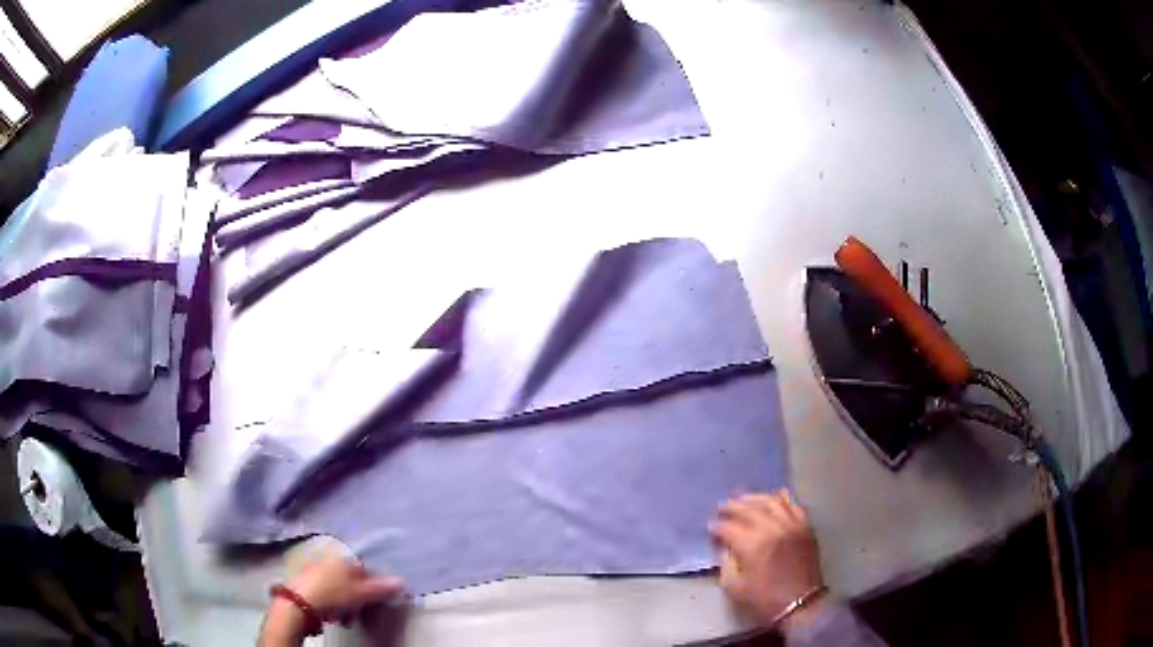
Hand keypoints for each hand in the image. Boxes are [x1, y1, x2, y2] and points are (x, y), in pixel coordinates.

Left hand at [285, 553, 403, 620]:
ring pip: (338, 586)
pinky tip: (333, 615)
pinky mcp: (304, 580)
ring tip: (346, 618)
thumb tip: (401, 581)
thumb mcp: (361, 594)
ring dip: (346, 603)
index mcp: (342, 557)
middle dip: (359, 597)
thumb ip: (381, 588)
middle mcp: (328, 558)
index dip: (374, 586)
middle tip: (362, 612)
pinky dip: (332, 603)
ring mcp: (314, 567)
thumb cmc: (331, 595)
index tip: (377, 601)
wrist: (297, 604)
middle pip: (351, 578)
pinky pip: (326, 591)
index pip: (366, 568)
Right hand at [710, 490, 826, 630]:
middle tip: (721, 508)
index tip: (710, 528)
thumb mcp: (734, 586)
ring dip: (754, 498)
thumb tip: (723, 545)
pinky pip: (793, 504)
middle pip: (748, 509)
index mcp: (752, 545)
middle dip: (732, 507)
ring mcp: (791, 524)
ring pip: (771, 501)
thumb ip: (726, 562)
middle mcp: (772, 528)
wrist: (800, 603)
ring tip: (743, 499)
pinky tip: (772, 499)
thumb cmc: (764, 598)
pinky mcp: (805, 526)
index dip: (717, 527)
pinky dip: (781, 499)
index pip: (728, 527)